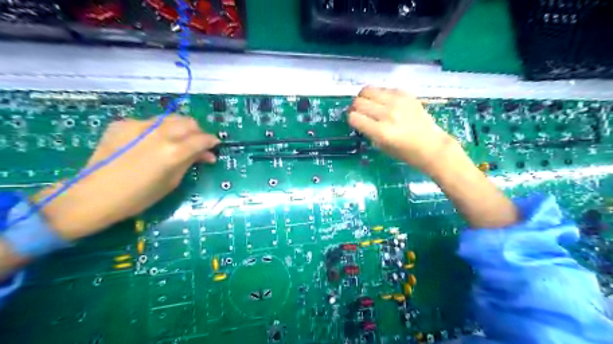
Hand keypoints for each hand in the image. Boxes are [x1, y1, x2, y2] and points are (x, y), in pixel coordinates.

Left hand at [35, 116, 216, 238]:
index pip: (202, 139)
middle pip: (189, 122)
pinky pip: (149, 122)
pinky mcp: (123, 124)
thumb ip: (190, 162)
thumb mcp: (172, 182)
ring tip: (176, 140)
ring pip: (170, 118)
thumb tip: (206, 155)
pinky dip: (156, 130)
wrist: (95, 195)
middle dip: (197, 132)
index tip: (214, 146)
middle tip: (196, 144)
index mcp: (174, 151)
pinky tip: (150, 143)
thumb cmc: (139, 196)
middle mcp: (160, 133)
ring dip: (179, 128)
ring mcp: (139, 125)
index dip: (212, 141)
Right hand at [347, 85, 456, 171]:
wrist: (431, 145)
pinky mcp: (405, 94)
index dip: (351, 119)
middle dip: (355, 108)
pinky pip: (383, 88)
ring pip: (368, 90)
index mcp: (381, 132)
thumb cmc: (405, 152)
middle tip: (359, 112)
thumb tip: (357, 117)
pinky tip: (384, 102)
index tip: (354, 121)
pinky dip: (379, 94)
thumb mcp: (381, 146)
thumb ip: (368, 131)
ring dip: (364, 98)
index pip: (354, 117)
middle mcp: (388, 114)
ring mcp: (397, 102)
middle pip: (358, 102)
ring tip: (369, 104)